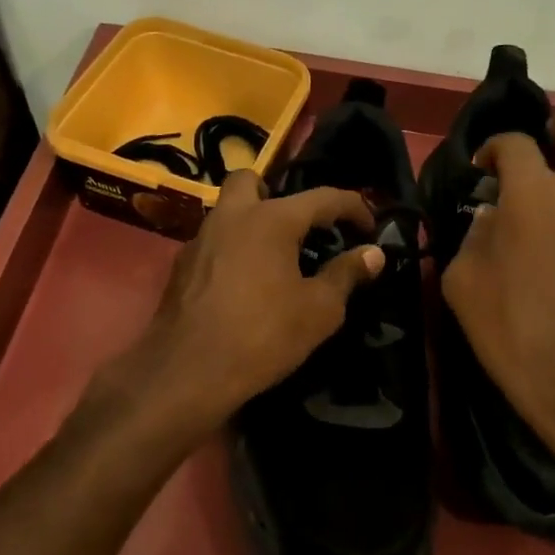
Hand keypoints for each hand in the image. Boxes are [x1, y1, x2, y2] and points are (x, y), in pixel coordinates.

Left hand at [118, 169, 383, 427]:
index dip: (353, 207)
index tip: (369, 228)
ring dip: (251, 223)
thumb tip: (373, 253)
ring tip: (274, 260)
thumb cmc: (263, 335)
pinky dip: (232, 251)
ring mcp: (200, 240)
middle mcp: (231, 217)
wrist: (187, 372)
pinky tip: (243, 286)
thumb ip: (346, 274)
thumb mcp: (319, 310)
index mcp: (271, 219)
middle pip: (251, 181)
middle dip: (277, 195)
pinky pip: (212, 243)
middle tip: (298, 230)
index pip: (322, 197)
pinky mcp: (180, 268)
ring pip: (226, 212)